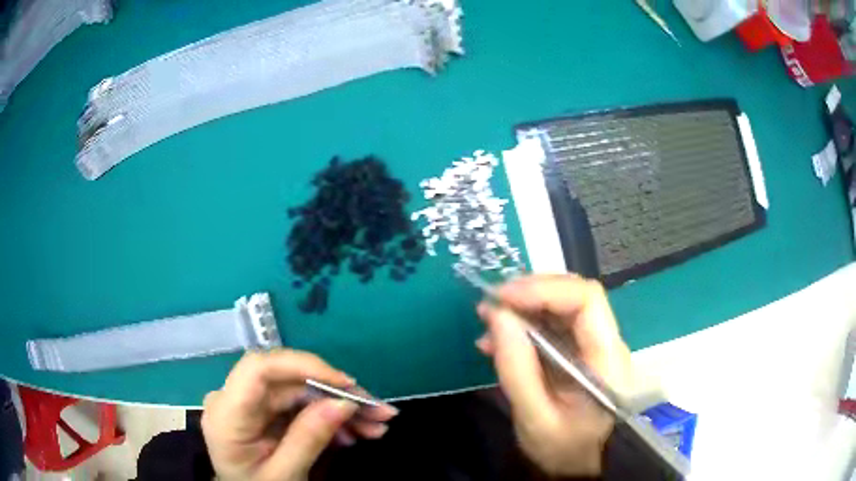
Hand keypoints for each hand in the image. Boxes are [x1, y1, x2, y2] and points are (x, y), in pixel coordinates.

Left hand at [201, 350, 396, 480]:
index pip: (260, 369)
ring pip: (301, 391)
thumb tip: (344, 403)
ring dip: (340, 407)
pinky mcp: (265, 409)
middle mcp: (235, 398)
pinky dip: (329, 417)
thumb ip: (308, 440)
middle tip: (379, 412)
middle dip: (337, 394)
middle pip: (289, 381)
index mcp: (227, 413)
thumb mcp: (284, 475)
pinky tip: (354, 432)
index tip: (347, 384)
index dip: (304, 366)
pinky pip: (301, 405)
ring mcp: (251, 403)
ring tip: (376, 426)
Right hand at [476, 275, 632, 476]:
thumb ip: (517, 368)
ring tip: (488, 321)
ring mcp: (594, 347)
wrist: (578, 465)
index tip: (503, 298)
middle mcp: (606, 344)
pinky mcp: (580, 353)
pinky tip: (498, 340)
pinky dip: (525, 325)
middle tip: (492, 304)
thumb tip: (497, 315)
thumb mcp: (534, 417)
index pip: (586, 301)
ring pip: (563, 307)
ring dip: (525, 307)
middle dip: (531, 293)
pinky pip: (554, 326)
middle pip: (575, 296)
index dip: (544, 290)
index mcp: (606, 361)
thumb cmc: (562, 449)